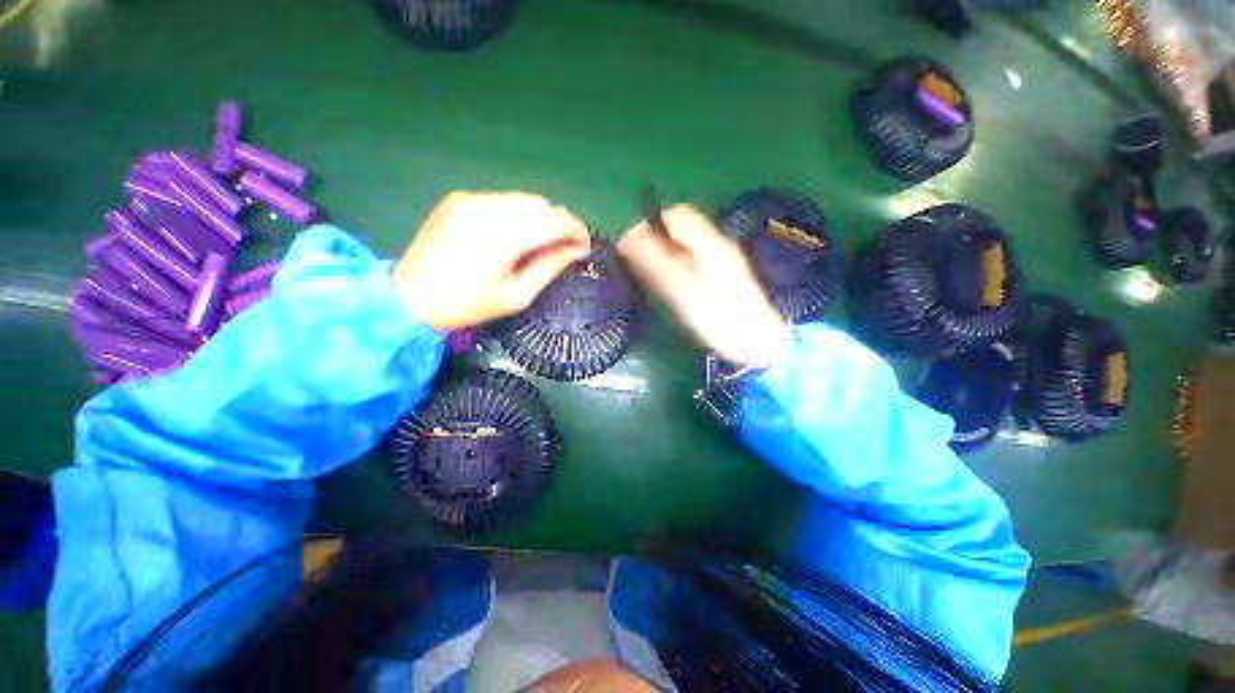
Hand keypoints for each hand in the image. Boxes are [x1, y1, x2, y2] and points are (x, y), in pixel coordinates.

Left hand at [394, 191, 590, 330]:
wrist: (409, 297)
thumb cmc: (468, 305)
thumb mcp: (517, 295)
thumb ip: (550, 267)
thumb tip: (578, 250)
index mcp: (502, 237)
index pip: (554, 220)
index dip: (576, 230)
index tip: (585, 246)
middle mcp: (487, 208)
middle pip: (541, 205)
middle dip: (560, 223)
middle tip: (564, 247)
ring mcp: (471, 199)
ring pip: (524, 199)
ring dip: (540, 217)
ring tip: (541, 241)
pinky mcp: (459, 198)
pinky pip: (503, 199)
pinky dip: (519, 214)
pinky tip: (514, 234)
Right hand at [618, 204, 790, 367]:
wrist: (756, 341)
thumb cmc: (717, 319)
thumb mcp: (682, 292)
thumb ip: (656, 263)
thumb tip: (628, 239)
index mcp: (710, 244)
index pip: (677, 215)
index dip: (651, 224)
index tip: (629, 244)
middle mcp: (718, 244)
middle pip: (682, 226)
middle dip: (656, 237)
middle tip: (636, 261)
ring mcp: (723, 257)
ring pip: (687, 242)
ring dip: (665, 249)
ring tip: (648, 272)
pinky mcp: (723, 271)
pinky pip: (694, 255)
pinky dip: (677, 261)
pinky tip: (670, 280)